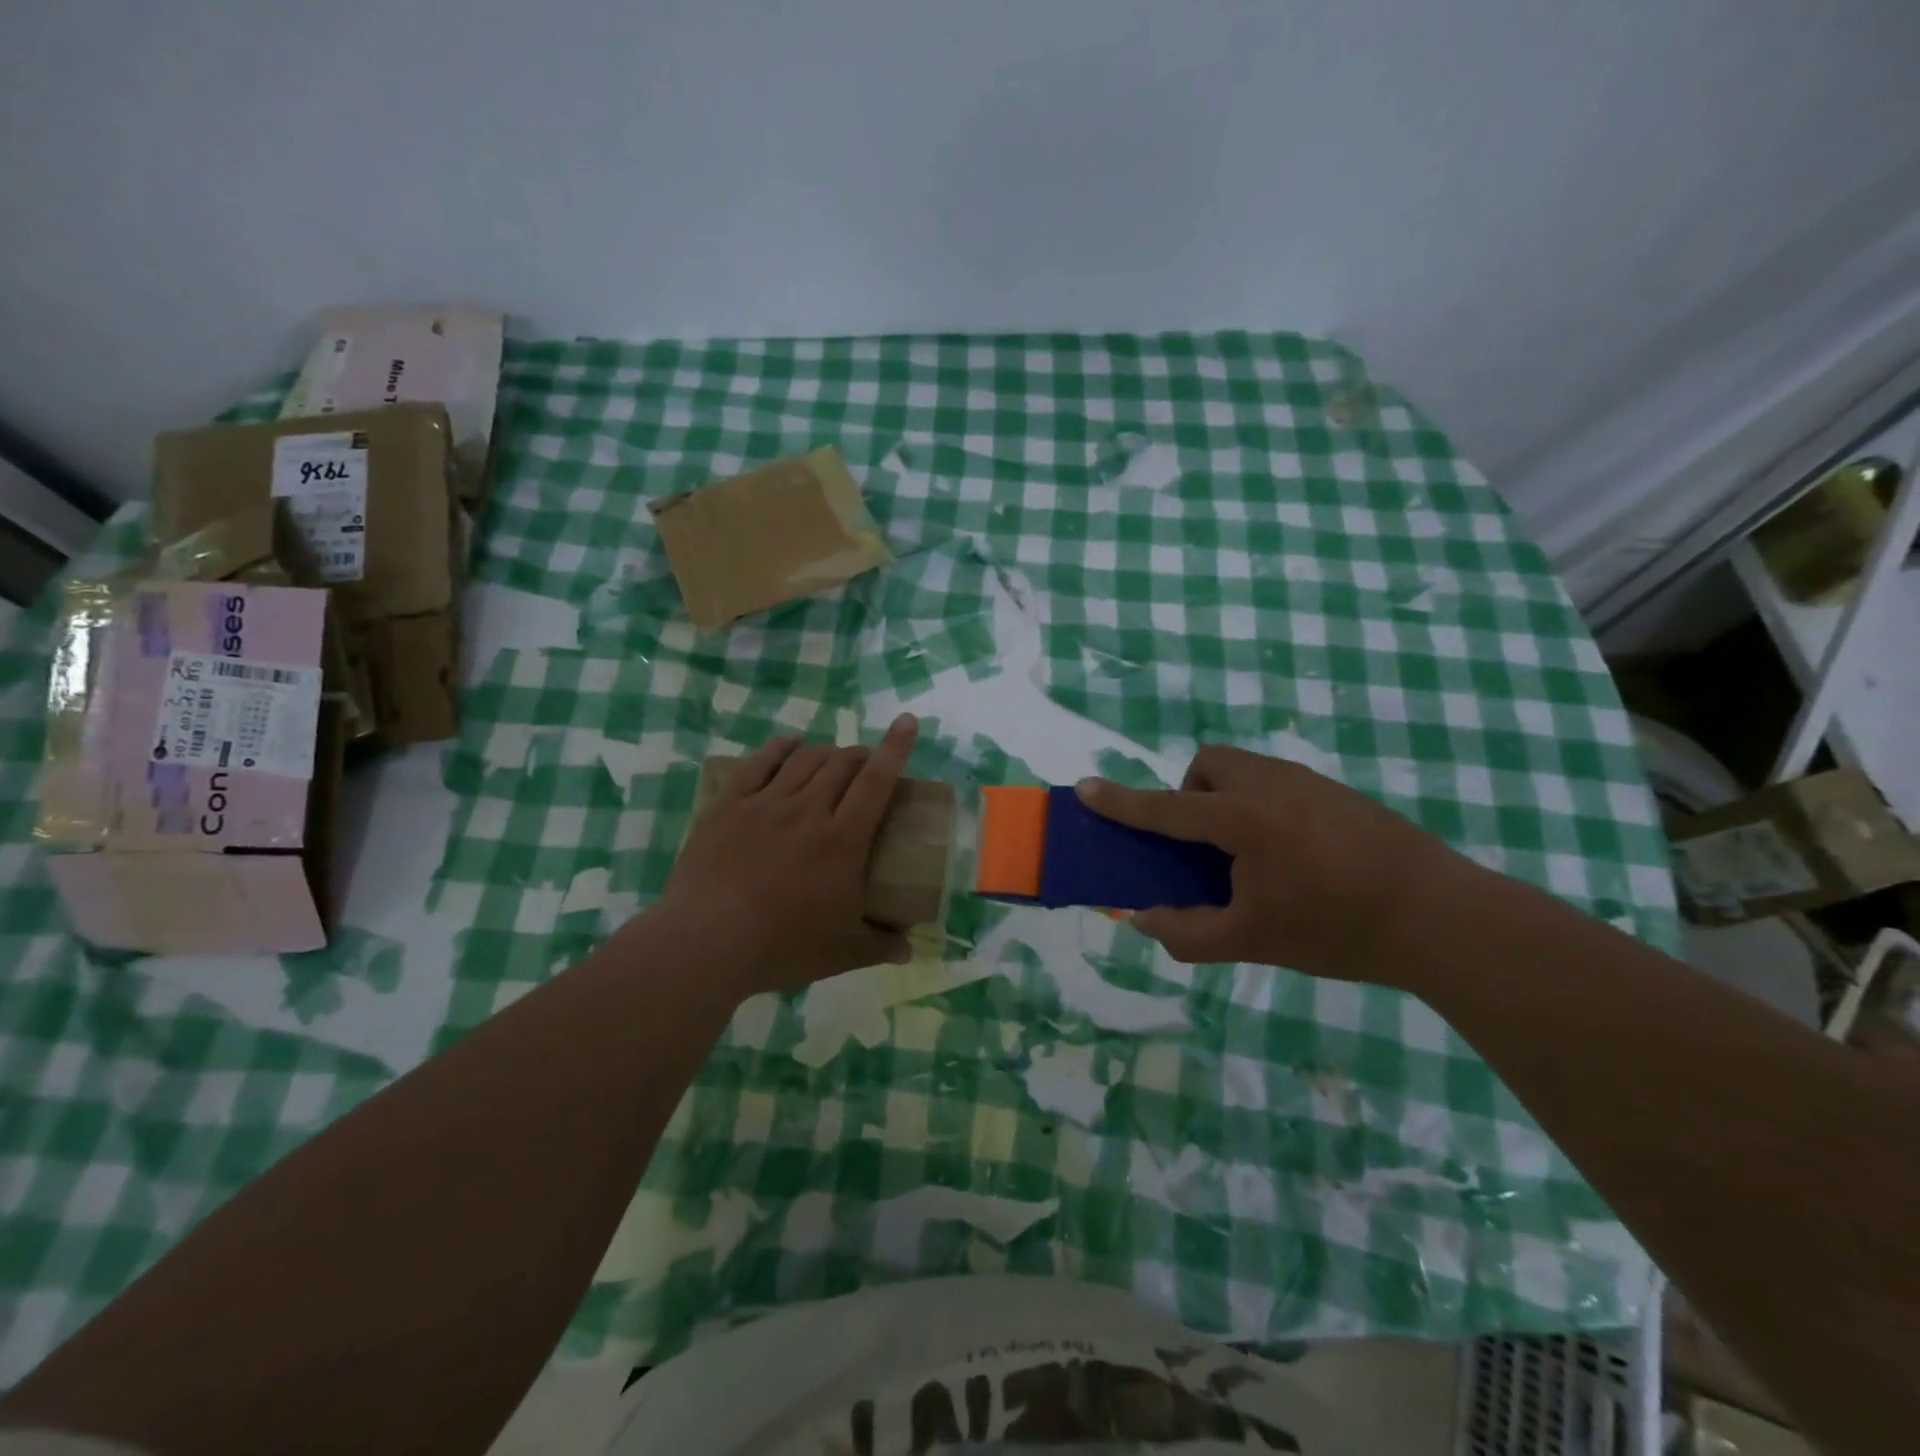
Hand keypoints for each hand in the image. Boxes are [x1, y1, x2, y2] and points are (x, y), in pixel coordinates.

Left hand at [652, 714, 920, 996]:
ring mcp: (765, 804)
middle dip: (861, 755)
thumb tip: (910, 950)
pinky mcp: (729, 805)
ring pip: (804, 759)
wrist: (705, 944)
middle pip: (841, 764)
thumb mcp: (844, 953)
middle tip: (867, 766)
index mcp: (842, 840)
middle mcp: (807, 810)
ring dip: (826, 752)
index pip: (877, 781)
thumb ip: (882, 945)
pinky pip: (759, 763)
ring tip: (833, 759)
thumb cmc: (782, 946)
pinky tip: (789, 743)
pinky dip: (780, 747)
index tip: (907, 722)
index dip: (895, 748)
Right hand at [1076, 745, 1468, 984]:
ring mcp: (1307, 782)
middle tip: (1205, 845)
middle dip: (1189, 794)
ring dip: (1224, 797)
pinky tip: (1292, 855)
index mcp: (1242, 820)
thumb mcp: (1251, 941)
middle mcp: (1270, 785)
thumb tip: (1142, 919)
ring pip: (1244, 767)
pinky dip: (1259, 804)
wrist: (1439, 917)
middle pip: (1208, 763)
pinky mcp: (1336, 791)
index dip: (1121, 802)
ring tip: (1248, 854)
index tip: (1085, 788)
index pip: (1165, 808)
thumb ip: (1187, 932)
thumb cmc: (1336, 929)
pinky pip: (1275, 781)